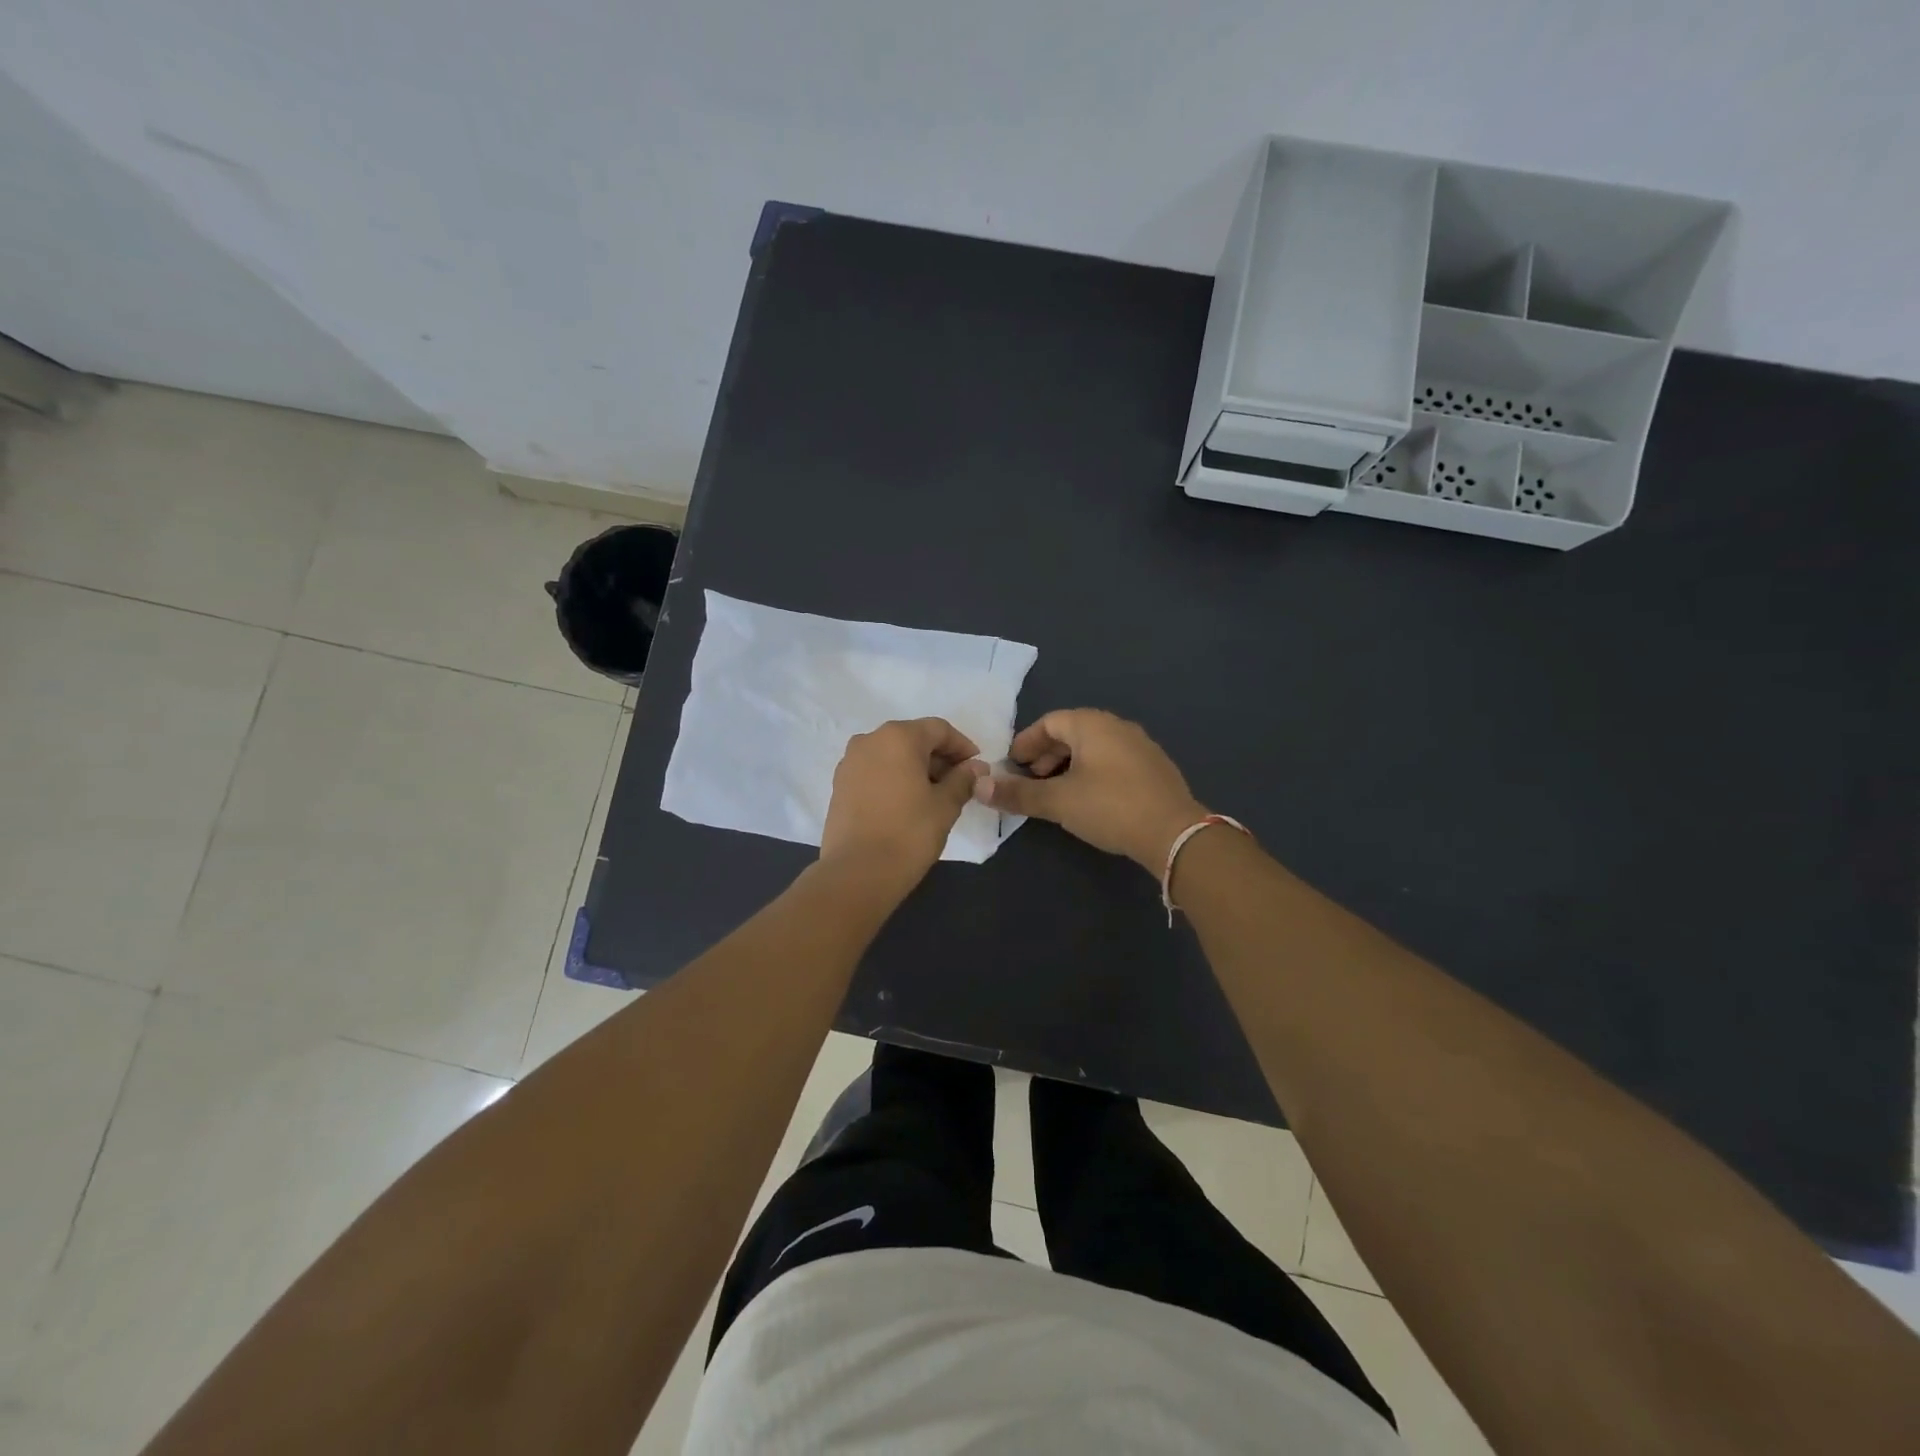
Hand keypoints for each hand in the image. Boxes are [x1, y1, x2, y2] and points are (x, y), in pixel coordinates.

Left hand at [819, 718, 987, 884]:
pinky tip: (906, 803)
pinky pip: (874, 771)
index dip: (962, 746)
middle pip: (913, 738)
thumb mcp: (945, 805)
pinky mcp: (839, 785)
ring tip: (933, 796)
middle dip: (938, 757)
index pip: (939, 729)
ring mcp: (850, 762)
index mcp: (898, 737)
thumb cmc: (909, 833)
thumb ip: (963, 780)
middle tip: (958, 784)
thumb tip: (976, 768)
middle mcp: (870, 740)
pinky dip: (894, 778)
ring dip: (915, 768)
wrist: (857, 872)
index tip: (976, 769)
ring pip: (891, 755)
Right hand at [972, 709, 1207, 871]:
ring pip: (1094, 748)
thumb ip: (1018, 794)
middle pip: (1072, 733)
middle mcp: (1117, 726)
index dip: (1026, 743)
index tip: (1012, 765)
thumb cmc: (1110, 807)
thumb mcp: (1058, 801)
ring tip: (1057, 792)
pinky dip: (1092, 773)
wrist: (1174, 833)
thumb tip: (979, 788)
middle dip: (1046, 755)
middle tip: (1031, 780)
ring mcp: (1140, 746)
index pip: (1049, 722)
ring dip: (1069, 765)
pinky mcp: (1154, 768)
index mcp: (1092, 725)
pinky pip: (1113, 761)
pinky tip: (1089, 799)